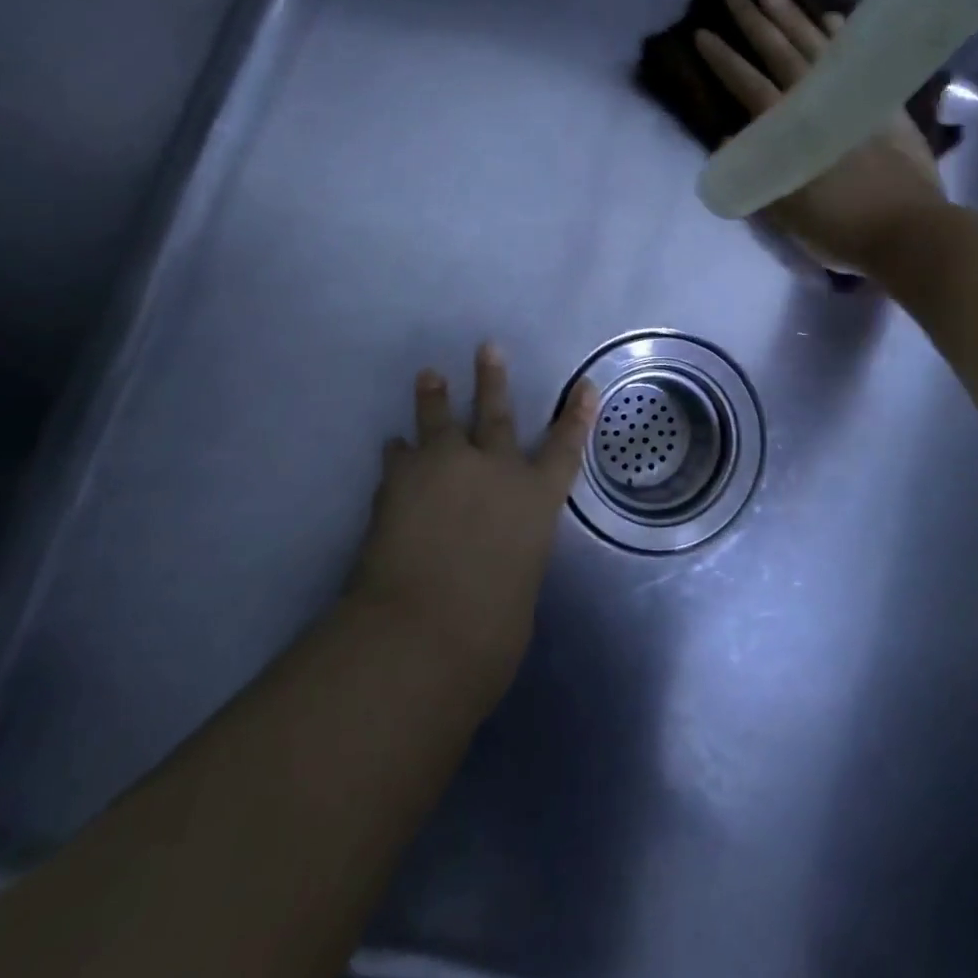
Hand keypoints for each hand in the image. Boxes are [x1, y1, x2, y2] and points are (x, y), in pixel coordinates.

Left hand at [348, 344, 597, 701]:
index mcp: (535, 500)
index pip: (565, 449)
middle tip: (488, 348)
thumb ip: (510, 562)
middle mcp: (494, 470)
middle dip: (493, 381)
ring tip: (430, 376)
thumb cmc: (489, 628)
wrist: (423, 628)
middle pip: (497, 414)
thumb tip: (495, 561)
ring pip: (440, 420)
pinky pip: (399, 456)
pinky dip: (398, 452)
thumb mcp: (518, 591)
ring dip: (435, 397)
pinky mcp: (400, 478)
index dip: (576, 416)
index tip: (585, 385)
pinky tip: (393, 446)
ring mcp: (446, 467)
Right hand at [696, 0, 948, 275]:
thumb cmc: (841, 228)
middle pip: (781, 54)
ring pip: (818, 47)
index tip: (701, 34)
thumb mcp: (786, 211)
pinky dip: (842, 37)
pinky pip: (859, 58)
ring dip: (793, 18)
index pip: (748, 86)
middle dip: (754, 24)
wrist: (910, 230)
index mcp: (790, 129)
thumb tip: (730, 136)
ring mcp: (855, 97)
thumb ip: (755, 171)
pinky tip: (830, 18)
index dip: (724, 61)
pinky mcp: (884, 102)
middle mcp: (819, 102)